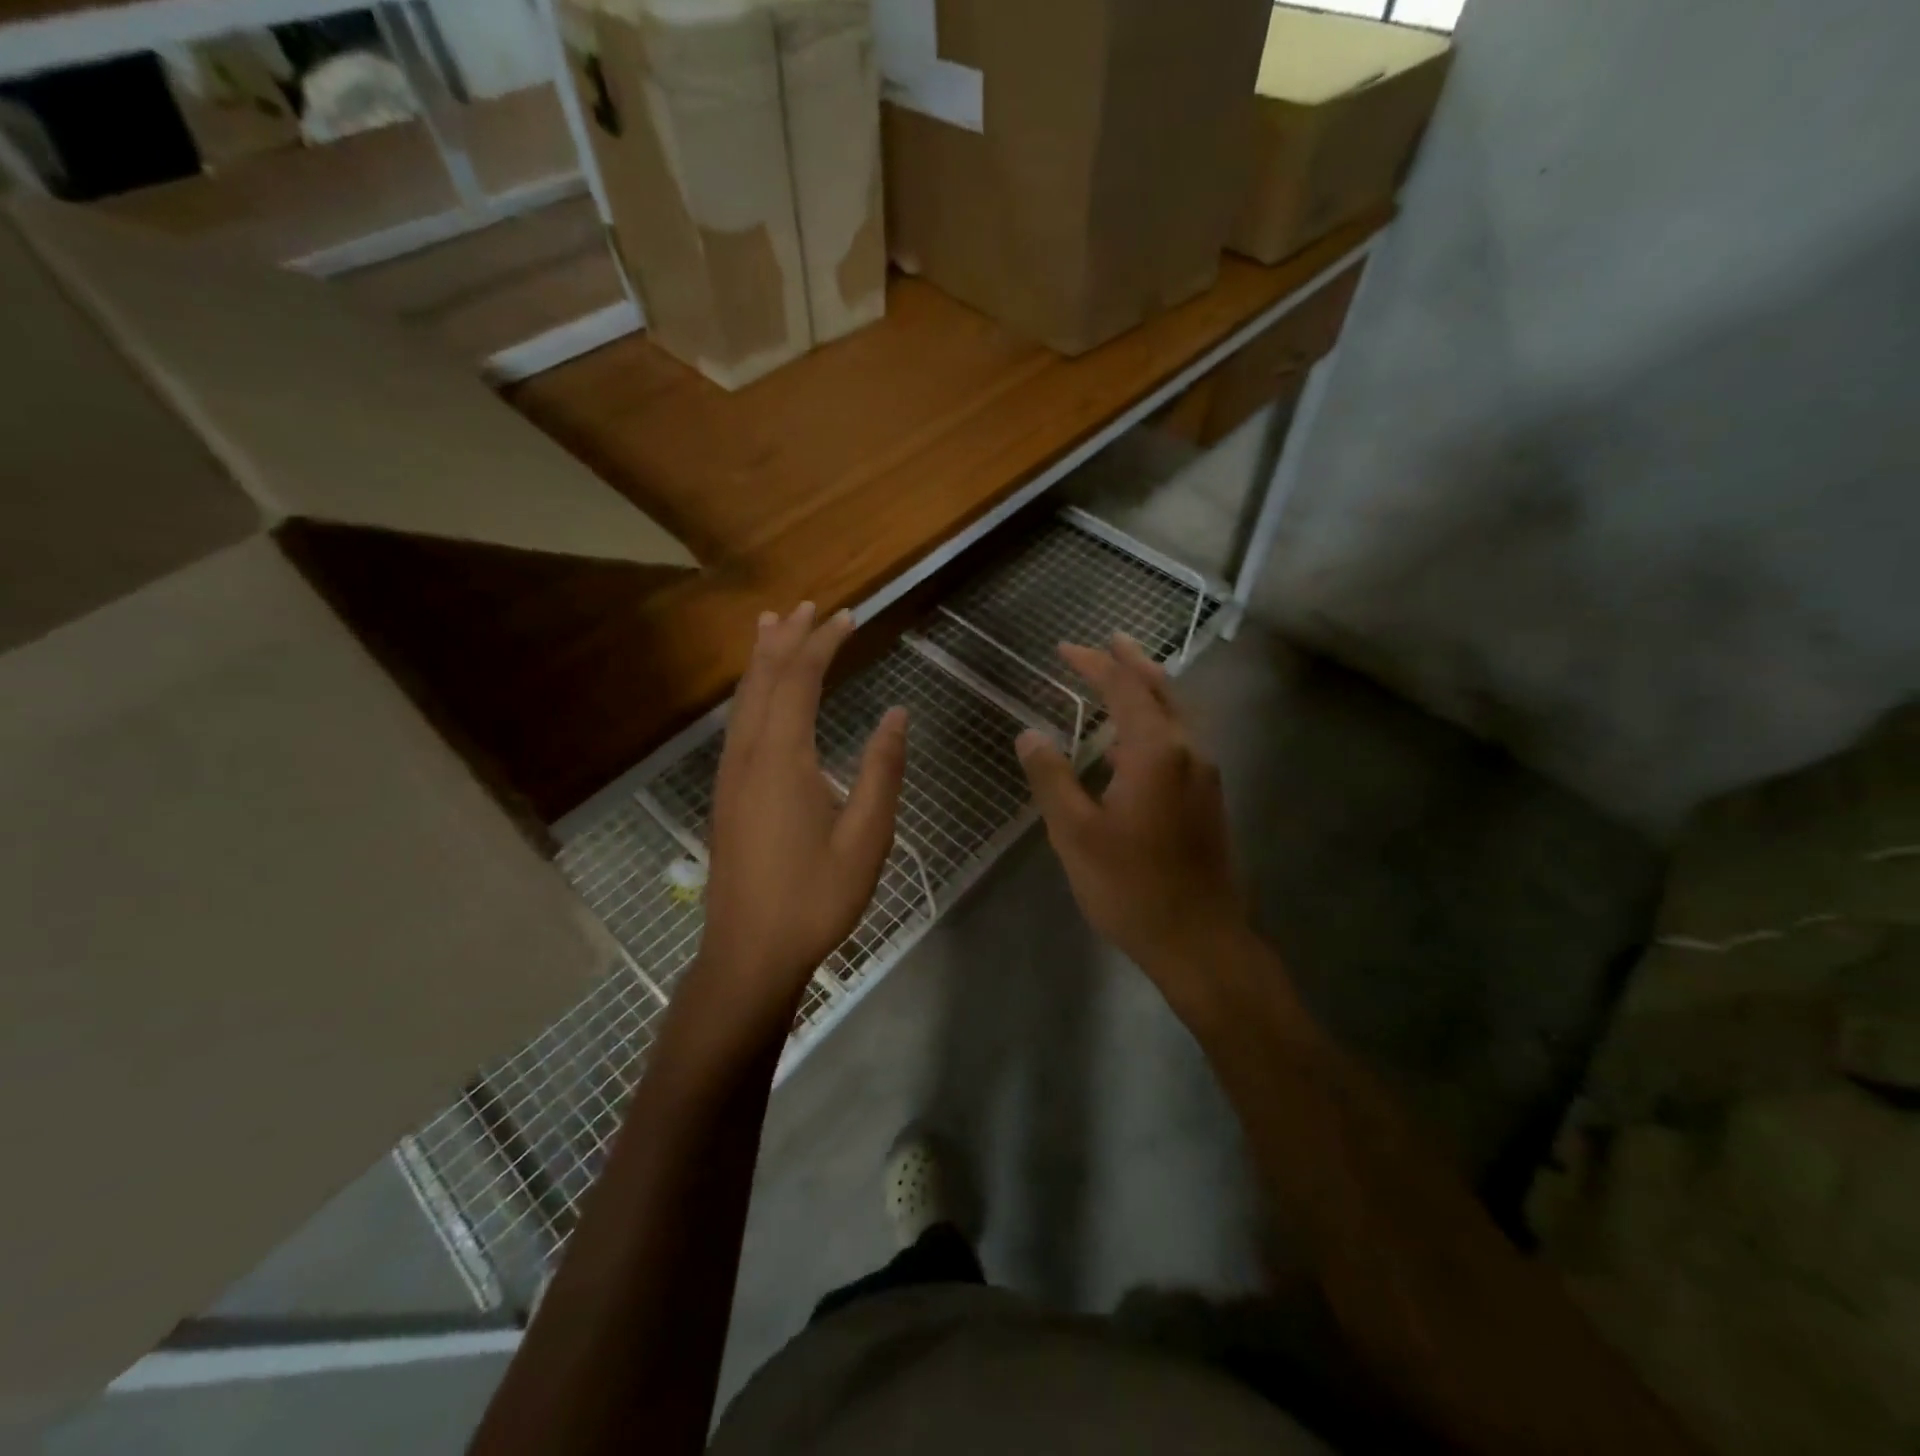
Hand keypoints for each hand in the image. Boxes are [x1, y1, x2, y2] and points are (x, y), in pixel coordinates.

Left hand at [697, 603, 906, 1010]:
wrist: (749, 952)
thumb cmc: (815, 897)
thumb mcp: (866, 836)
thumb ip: (882, 770)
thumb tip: (897, 715)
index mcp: (783, 758)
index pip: (800, 680)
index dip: (823, 643)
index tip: (848, 616)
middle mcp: (749, 754)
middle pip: (764, 679)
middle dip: (788, 638)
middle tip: (810, 606)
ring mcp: (732, 774)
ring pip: (744, 699)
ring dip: (763, 659)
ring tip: (774, 626)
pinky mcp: (728, 794)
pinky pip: (739, 722)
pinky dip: (753, 691)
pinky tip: (761, 696)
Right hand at [1016, 634, 1248, 1015]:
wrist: (1199, 940)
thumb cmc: (1130, 886)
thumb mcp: (1074, 833)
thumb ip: (1051, 777)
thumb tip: (1029, 733)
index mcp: (1156, 752)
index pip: (1124, 689)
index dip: (1094, 664)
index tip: (1065, 648)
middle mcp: (1189, 751)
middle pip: (1162, 690)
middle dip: (1132, 662)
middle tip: (1108, 641)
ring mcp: (1205, 775)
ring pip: (1178, 714)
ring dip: (1148, 688)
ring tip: (1122, 675)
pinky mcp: (1208, 798)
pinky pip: (1182, 738)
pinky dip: (1157, 719)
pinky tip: (1136, 738)